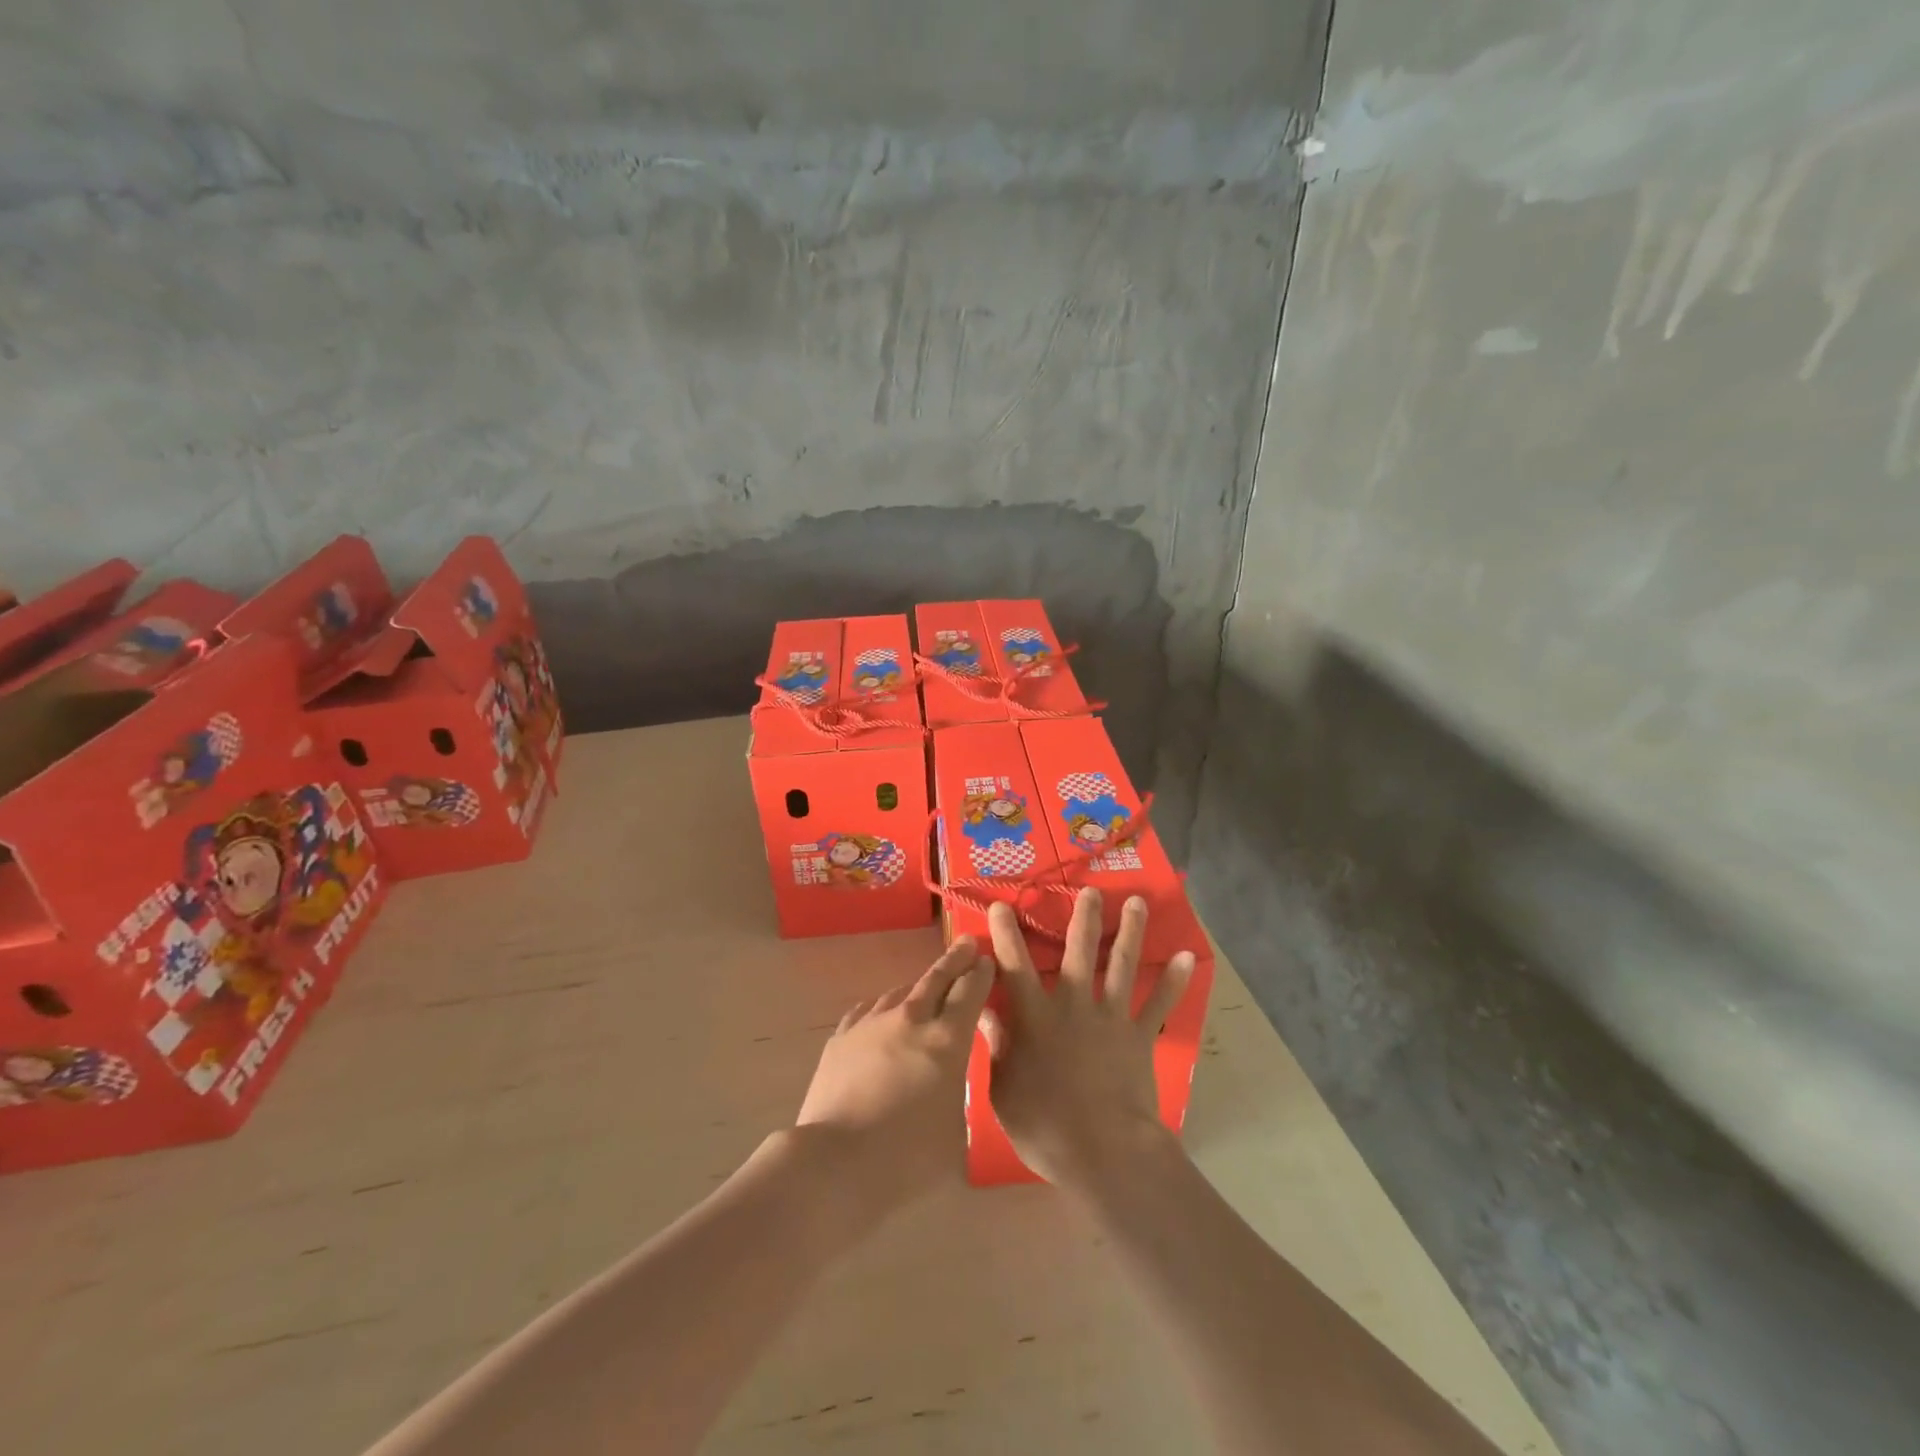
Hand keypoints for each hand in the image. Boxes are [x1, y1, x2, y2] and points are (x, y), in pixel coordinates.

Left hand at [796, 937, 993, 1212]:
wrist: (835, 1163)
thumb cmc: (907, 1159)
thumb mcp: (955, 1135)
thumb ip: (957, 1101)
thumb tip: (950, 1089)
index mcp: (947, 1041)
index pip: (969, 993)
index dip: (981, 974)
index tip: (987, 960)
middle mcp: (911, 1020)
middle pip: (937, 978)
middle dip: (955, 960)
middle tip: (967, 943)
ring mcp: (872, 1024)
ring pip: (901, 991)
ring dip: (919, 985)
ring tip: (926, 985)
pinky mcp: (842, 1037)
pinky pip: (869, 1009)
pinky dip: (885, 1007)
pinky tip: (884, 1012)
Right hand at [981, 889, 1196, 1195]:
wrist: (1103, 1151)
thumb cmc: (1044, 1125)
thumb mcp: (1003, 1088)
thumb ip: (996, 1045)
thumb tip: (983, 1010)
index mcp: (1034, 1016)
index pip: (1015, 965)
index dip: (1006, 934)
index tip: (1001, 905)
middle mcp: (1073, 1005)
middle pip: (1078, 951)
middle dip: (1083, 918)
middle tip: (1089, 890)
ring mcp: (1110, 1018)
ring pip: (1121, 965)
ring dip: (1130, 931)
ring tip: (1137, 902)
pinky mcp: (1139, 1037)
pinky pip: (1159, 1005)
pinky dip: (1173, 981)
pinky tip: (1187, 956)